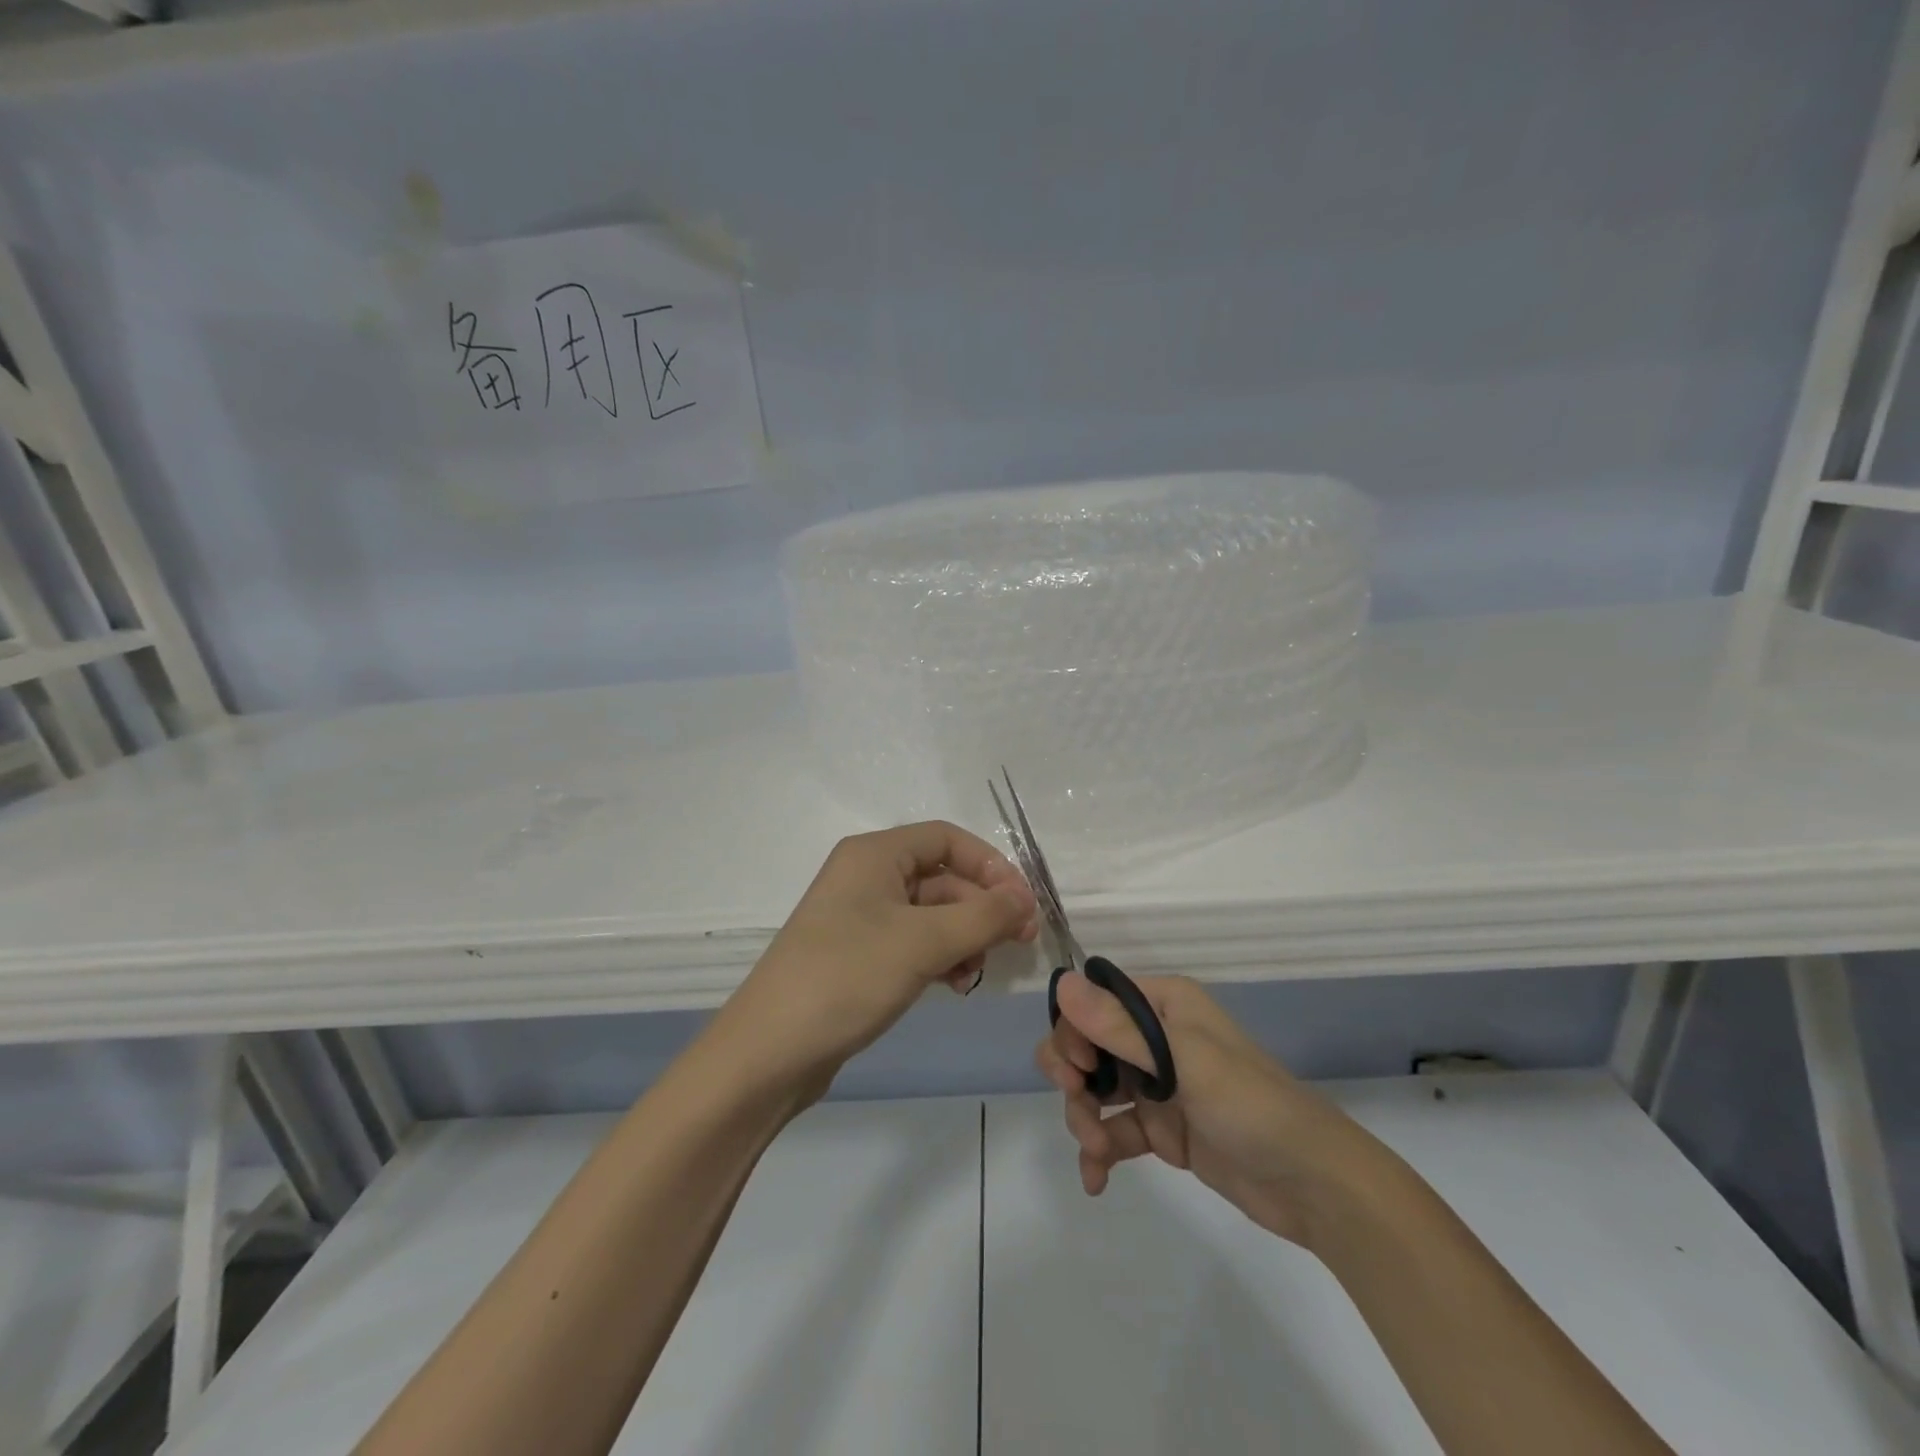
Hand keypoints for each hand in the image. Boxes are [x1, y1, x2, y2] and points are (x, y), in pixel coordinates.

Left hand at [722, 822, 1038, 1100]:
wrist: (769, 1052)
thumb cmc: (847, 977)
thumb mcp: (923, 942)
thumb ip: (983, 916)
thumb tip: (1025, 899)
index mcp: (874, 854)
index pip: (946, 839)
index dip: (990, 865)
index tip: (1022, 903)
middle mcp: (866, 877)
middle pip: (942, 877)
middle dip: (981, 907)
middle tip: (1018, 943)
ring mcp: (860, 918)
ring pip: (931, 914)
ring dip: (964, 936)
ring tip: (976, 972)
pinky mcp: (859, 956)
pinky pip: (913, 943)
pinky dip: (940, 957)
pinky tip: (954, 985)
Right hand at [1038, 973, 1381, 1248]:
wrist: (1311, 1184)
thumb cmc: (1249, 1104)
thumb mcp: (1183, 1060)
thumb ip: (1119, 1027)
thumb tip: (1061, 982)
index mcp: (1164, 1005)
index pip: (1095, 1001)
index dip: (1075, 1031)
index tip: (1078, 1069)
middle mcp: (1156, 1037)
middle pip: (1088, 1045)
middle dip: (1073, 1077)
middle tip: (1077, 1105)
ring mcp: (1158, 1085)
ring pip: (1095, 1090)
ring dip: (1084, 1119)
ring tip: (1096, 1154)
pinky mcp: (1162, 1129)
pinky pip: (1114, 1131)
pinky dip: (1099, 1153)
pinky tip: (1095, 1180)